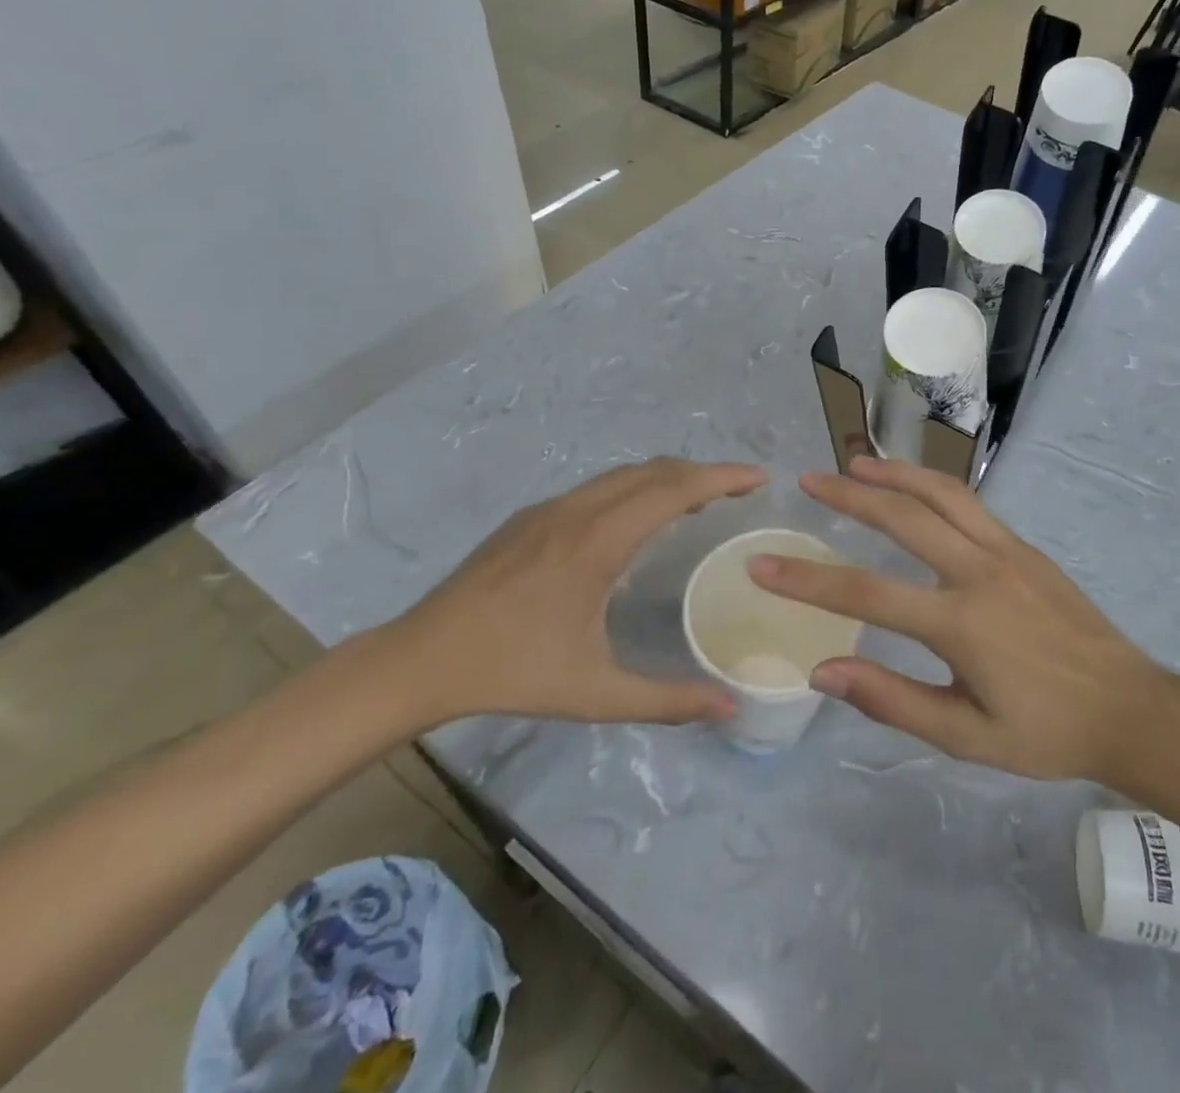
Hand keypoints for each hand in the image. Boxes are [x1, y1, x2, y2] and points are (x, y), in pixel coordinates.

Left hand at [391, 458, 765, 727]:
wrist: (420, 658)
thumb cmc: (512, 672)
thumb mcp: (594, 693)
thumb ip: (666, 701)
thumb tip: (729, 708)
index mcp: (598, 541)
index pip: (674, 489)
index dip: (722, 477)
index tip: (760, 478)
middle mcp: (577, 510)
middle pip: (654, 470)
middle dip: (703, 472)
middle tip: (740, 492)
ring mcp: (550, 508)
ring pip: (624, 475)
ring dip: (669, 479)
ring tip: (701, 502)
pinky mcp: (531, 517)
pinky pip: (599, 488)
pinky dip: (637, 489)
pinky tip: (639, 520)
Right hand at [750, 456, 1179, 786]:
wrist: (1129, 709)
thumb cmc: (1045, 732)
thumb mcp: (965, 736)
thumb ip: (892, 700)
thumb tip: (823, 670)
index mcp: (960, 623)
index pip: (865, 594)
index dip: (807, 580)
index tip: (763, 565)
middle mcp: (979, 571)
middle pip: (902, 516)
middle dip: (849, 494)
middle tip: (809, 480)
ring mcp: (1006, 550)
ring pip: (940, 493)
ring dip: (894, 472)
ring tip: (857, 462)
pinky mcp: (1024, 546)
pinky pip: (969, 503)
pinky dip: (932, 485)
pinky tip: (913, 487)